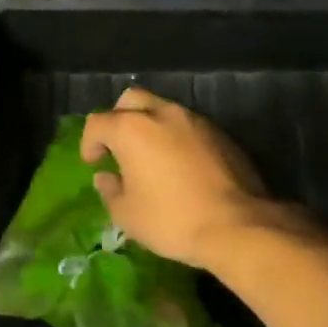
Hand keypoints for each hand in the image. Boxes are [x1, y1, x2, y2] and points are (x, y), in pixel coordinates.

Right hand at [80, 88, 284, 270]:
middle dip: (118, 119)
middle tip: (119, 148)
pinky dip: (176, 139)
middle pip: (131, 100)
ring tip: (151, 158)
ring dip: (150, 127)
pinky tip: (180, 167)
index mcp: (132, 129)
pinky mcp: (221, 134)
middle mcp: (163, 114)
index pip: (98, 122)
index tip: (93, 163)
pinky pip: (188, 127)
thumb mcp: (127, 214)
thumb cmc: (171, 219)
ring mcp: (196, 121)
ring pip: (163, 110)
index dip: (89, 142)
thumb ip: (110, 190)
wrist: (238, 226)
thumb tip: (106, 177)